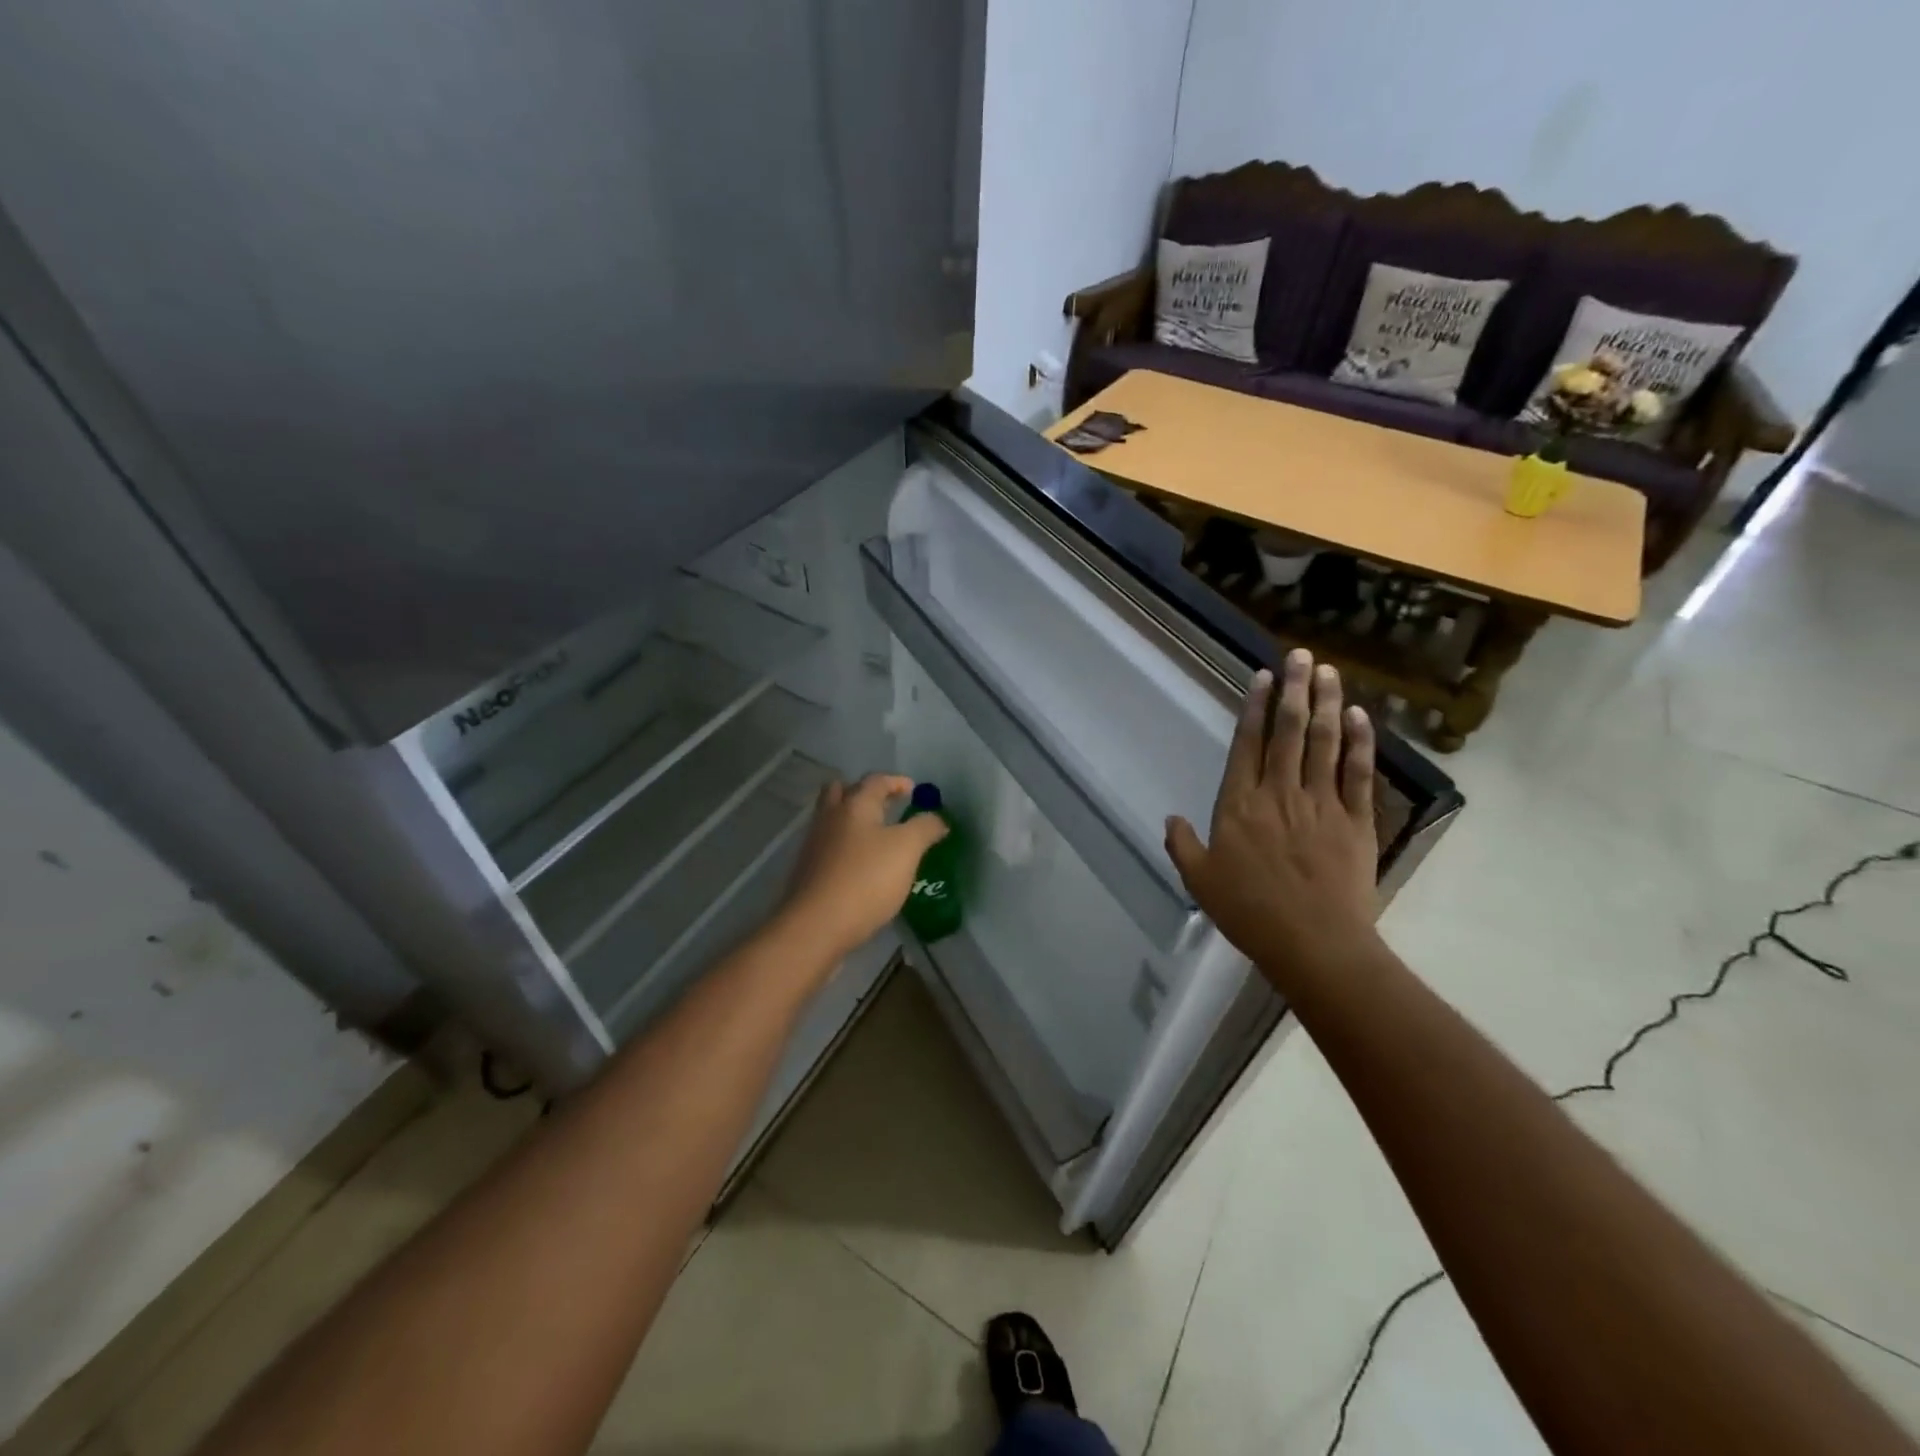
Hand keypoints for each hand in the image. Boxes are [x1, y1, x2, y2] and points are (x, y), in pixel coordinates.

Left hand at [777, 774, 947, 967]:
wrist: (816, 925)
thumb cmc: (866, 879)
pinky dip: (845, 846)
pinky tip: (861, 866)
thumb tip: (937, 818)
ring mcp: (814, 845)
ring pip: (833, 819)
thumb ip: (925, 828)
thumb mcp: (907, 849)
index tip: (913, 790)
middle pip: (842, 791)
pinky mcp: (808, 871)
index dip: (897, 782)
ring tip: (877, 838)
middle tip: (885, 806)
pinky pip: (829, 847)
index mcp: (855, 805)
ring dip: (853, 821)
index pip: (876, 781)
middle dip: (864, 793)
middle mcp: (830, 818)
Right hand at [1165, 650, 1379, 990]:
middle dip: (1295, 689)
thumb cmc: (1250, 912)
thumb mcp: (1200, 881)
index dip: (1255, 706)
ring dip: (1327, 703)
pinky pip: (1359, 773)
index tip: (1264, 677)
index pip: (1248, 744)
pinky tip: (1359, 716)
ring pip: (1325, 742)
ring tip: (1329, 672)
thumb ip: (1183, 846)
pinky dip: (1360, 742)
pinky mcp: (1357, 820)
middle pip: (1289, 731)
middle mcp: (1280, 792)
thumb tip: (1169, 819)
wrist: (1314, 944)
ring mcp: (1322, 803)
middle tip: (1302, 656)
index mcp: (1240, 805)